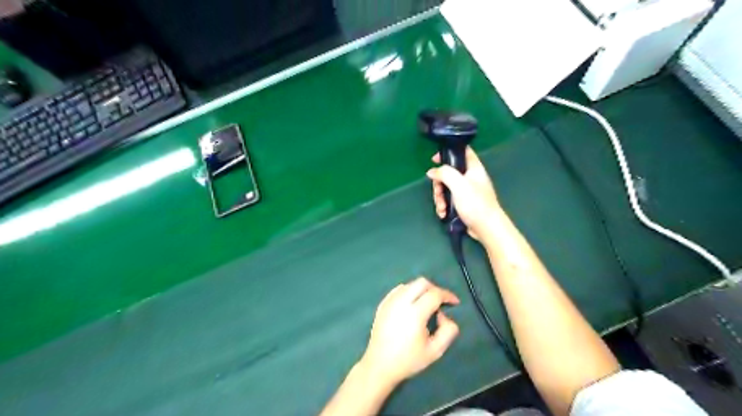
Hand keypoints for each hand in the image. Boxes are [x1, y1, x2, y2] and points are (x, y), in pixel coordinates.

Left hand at [358, 277, 458, 385]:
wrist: (380, 365)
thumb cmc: (408, 360)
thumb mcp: (435, 351)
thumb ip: (448, 331)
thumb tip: (444, 315)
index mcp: (415, 313)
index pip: (435, 294)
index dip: (448, 295)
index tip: (455, 302)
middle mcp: (401, 302)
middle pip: (421, 283)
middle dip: (435, 289)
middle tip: (441, 302)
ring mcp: (390, 301)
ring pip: (409, 284)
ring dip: (421, 290)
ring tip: (426, 305)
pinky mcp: (382, 304)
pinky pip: (398, 290)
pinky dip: (408, 292)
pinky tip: (411, 305)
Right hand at [427, 146, 500, 238]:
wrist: (486, 228)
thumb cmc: (475, 203)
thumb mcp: (458, 185)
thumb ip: (444, 174)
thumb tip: (432, 171)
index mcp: (474, 168)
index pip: (462, 151)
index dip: (448, 152)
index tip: (434, 160)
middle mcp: (470, 178)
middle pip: (448, 173)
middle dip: (439, 184)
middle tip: (438, 194)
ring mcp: (467, 191)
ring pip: (446, 188)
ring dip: (440, 198)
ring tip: (441, 208)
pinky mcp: (463, 203)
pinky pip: (449, 200)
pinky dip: (444, 206)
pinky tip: (444, 213)